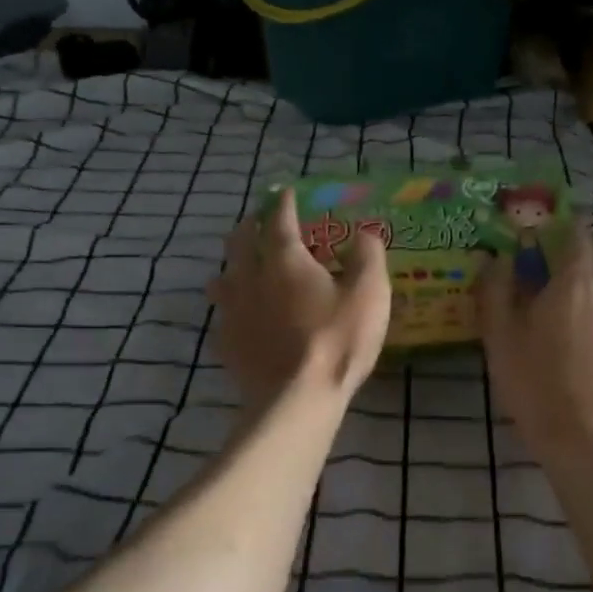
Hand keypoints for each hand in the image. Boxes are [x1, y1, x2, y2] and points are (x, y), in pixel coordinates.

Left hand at [209, 188, 391, 407]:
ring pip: (223, 277)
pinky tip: (239, 317)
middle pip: (240, 243)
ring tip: (241, 267)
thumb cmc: (337, 341)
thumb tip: (365, 232)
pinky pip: (223, 315)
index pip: (280, 220)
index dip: (283, 204)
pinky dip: (232, 308)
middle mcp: (252, 278)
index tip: (285, 193)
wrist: (296, 398)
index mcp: (286, 260)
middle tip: (258, 223)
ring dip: (232, 266)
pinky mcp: (226, 343)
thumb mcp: (369, 295)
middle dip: (250, 227)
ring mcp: (233, 312)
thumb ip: (368, 257)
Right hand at [479, 220, 592, 452]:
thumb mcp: (500, 335)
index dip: (565, 222)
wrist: (583, 434)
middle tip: (564, 253)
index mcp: (575, 281)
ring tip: (566, 291)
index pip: (580, 233)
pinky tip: (577, 326)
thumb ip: (496, 290)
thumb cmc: (534, 381)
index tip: (546, 225)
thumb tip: (496, 259)